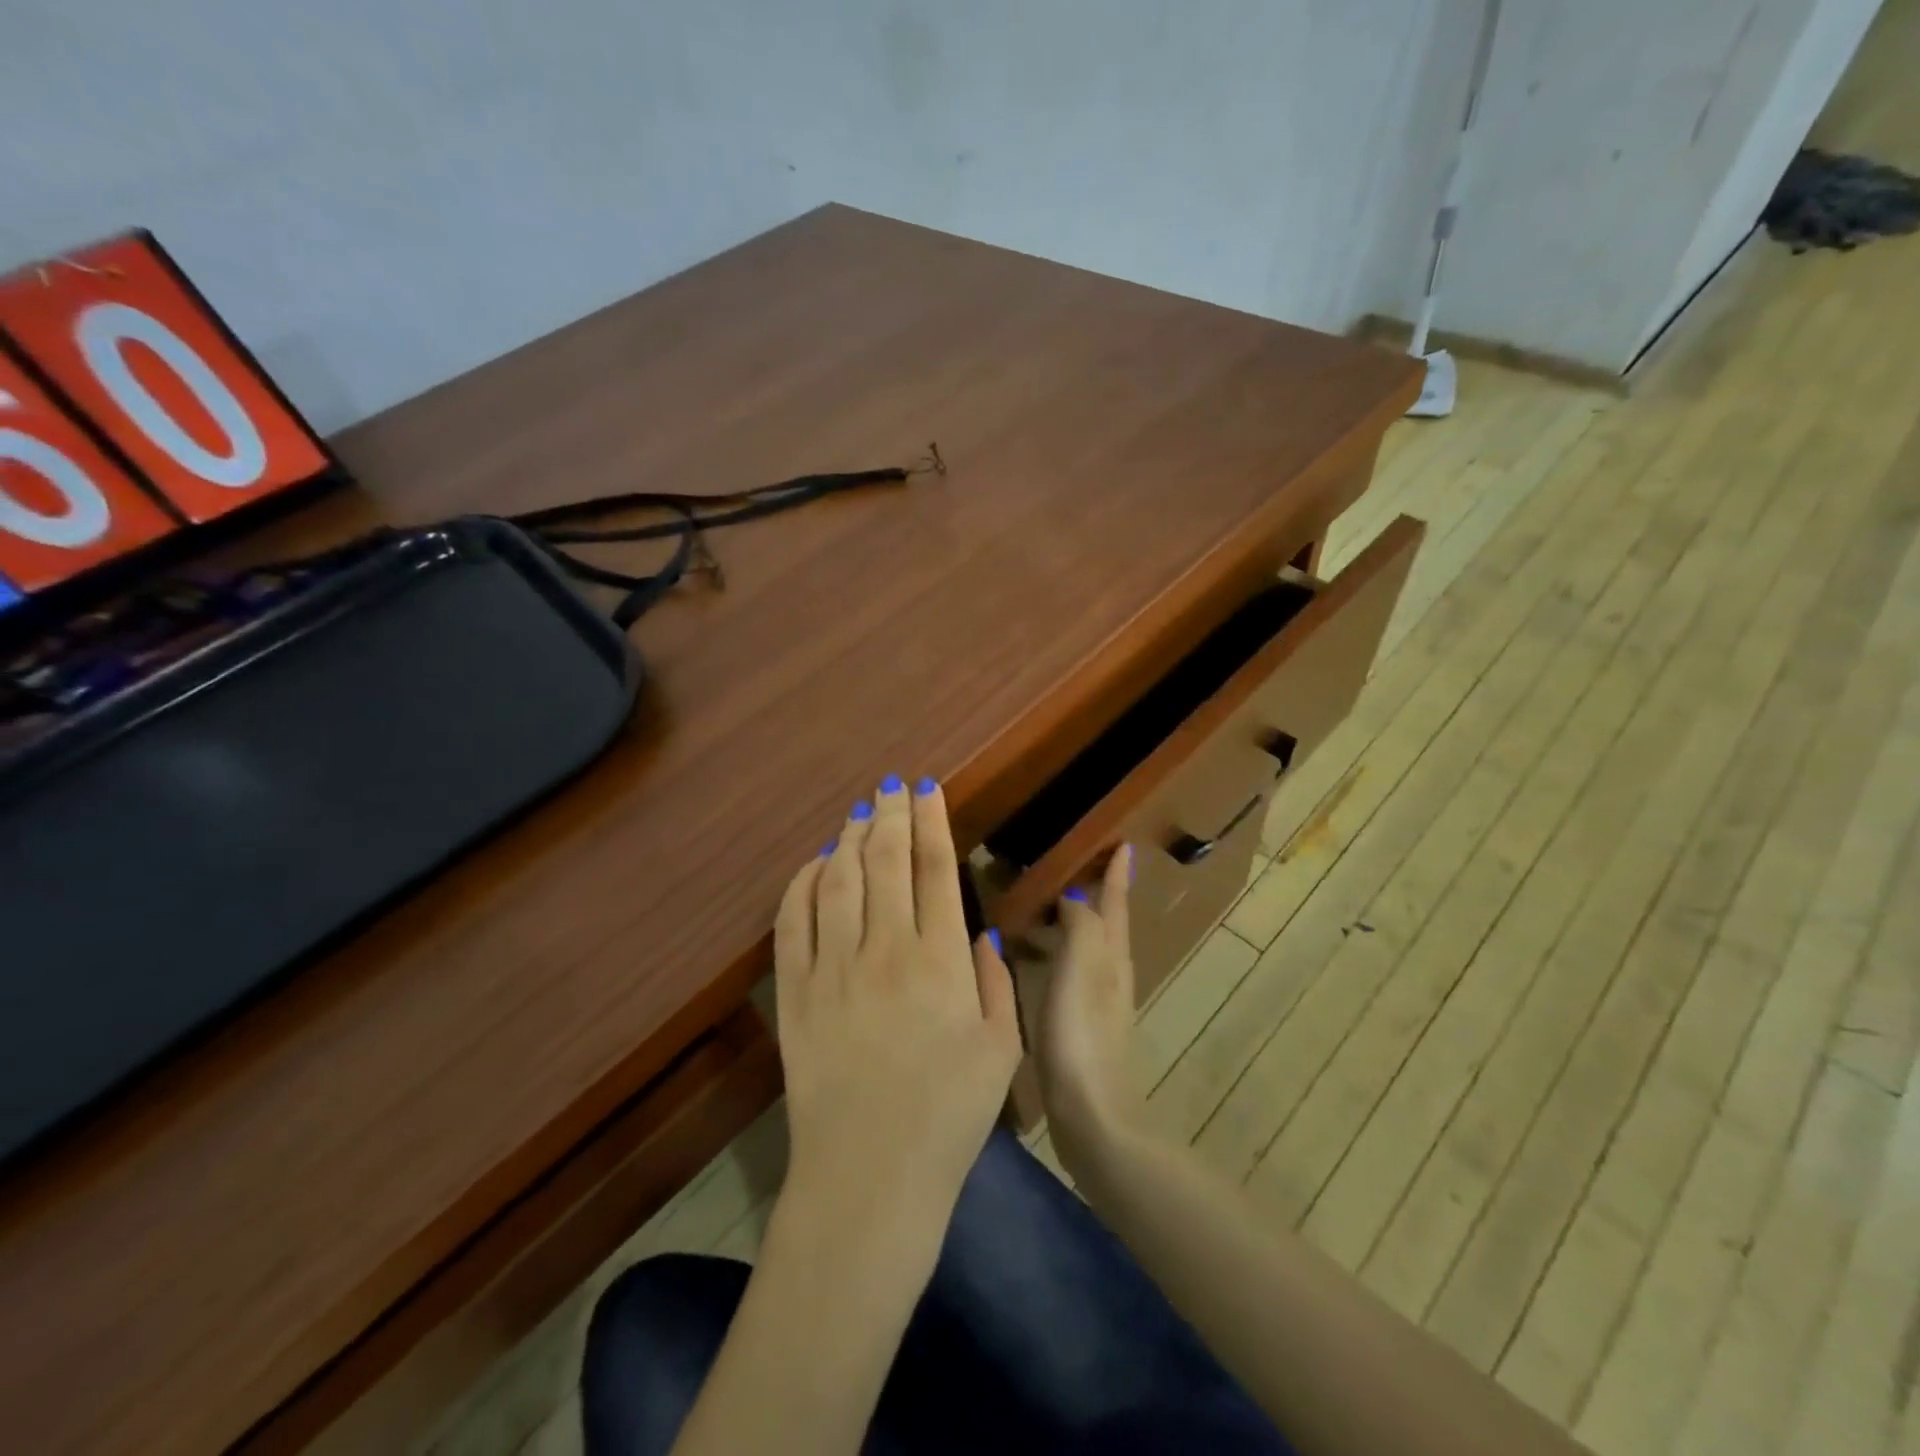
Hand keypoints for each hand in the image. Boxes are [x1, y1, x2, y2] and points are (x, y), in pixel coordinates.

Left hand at [772, 776, 1021, 1272]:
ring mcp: (832, 969)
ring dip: (849, 839)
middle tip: (893, 786)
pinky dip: (802, 883)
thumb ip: (993, 982)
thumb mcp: (1000, 1051)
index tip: (927, 789)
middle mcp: (884, 951)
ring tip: (860, 814)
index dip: (930, 821)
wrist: (868, 1180)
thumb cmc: (947, 1119)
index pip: (935, 869)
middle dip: (891, 815)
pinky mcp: (794, 994)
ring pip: (837, 880)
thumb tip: (976, 933)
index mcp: (940, 962)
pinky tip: (815, 863)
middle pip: (884, 861)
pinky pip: (792, 921)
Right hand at [1030, 845, 1149, 1171]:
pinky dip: (1055, 955)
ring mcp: (1096, 1003)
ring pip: (1087, 948)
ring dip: (1073, 924)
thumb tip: (1079, 895)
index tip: (1123, 844)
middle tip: (1072, 869)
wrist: (1092, 1115)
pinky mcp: (1079, 1027)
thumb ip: (1081, 925)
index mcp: (1111, 957)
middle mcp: (1109, 974)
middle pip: (1106, 924)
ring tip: (1046, 909)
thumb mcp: (1080, 968)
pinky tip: (1033, 963)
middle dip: (1096, 895)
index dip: (1117, 874)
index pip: (1115, 903)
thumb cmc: (1082, 1035)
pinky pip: (1068, 974)